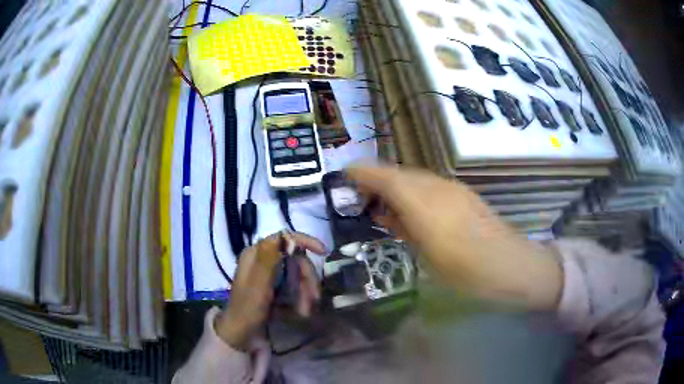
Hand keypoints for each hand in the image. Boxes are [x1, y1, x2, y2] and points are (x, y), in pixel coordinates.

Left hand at [214, 232, 325, 349]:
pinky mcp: (274, 287)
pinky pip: (293, 286)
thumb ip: (268, 259)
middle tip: (314, 299)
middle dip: (306, 278)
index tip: (323, 252)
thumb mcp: (258, 285)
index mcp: (256, 254)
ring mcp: (269, 274)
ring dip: (305, 291)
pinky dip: (300, 297)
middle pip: (294, 259)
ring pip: (296, 274)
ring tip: (306, 311)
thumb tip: (283, 233)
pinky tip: (301, 310)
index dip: (305, 241)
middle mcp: (263, 260)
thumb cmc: (247, 309)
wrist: (240, 333)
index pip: (283, 237)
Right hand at [347, 165, 562, 309]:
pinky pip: (430, 184)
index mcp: (424, 206)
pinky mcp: (464, 193)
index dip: (363, 173)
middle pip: (400, 173)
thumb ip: (404, 230)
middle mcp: (437, 188)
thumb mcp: (428, 259)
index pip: (387, 178)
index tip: (344, 176)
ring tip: (384, 205)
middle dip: (376, 179)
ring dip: (395, 185)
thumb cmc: (467, 273)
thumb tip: (387, 214)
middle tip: (360, 196)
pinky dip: (413, 191)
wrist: (512, 265)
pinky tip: (413, 210)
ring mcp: (453, 188)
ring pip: (415, 177)